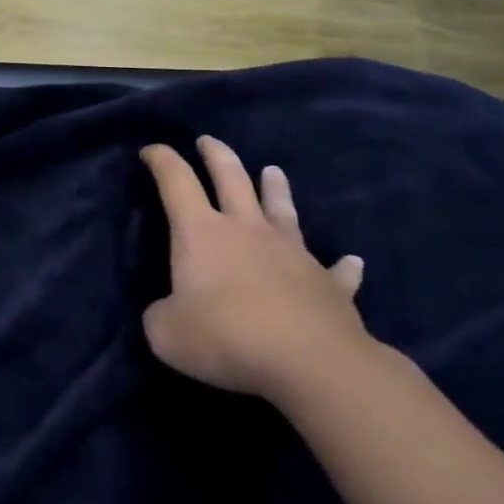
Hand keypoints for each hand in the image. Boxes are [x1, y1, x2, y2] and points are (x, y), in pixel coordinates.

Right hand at [140, 137, 370, 401]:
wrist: (312, 363)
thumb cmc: (228, 338)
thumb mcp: (167, 333)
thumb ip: (161, 315)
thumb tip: (168, 312)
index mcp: (202, 232)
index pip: (176, 182)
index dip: (161, 160)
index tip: (151, 150)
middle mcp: (247, 230)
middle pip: (231, 178)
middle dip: (216, 155)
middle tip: (207, 141)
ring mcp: (293, 253)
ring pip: (282, 209)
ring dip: (276, 189)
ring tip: (273, 172)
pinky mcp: (330, 284)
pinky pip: (336, 271)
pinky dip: (342, 266)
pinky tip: (352, 261)